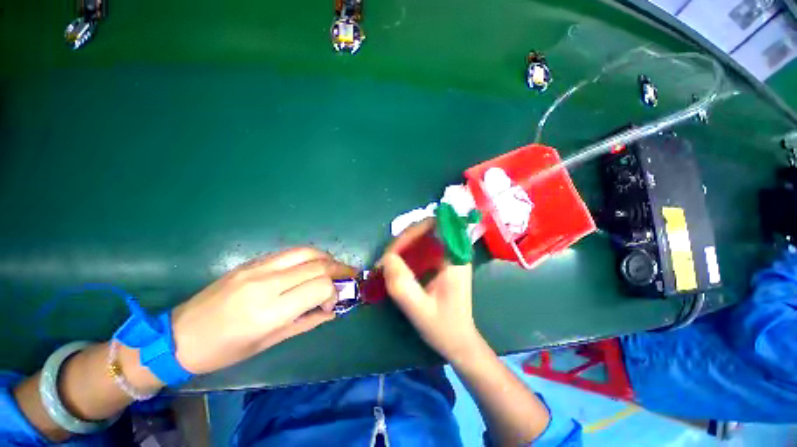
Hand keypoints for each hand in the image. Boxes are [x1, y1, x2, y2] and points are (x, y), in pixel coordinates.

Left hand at [170, 247, 355, 373]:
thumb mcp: (269, 342)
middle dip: (339, 269)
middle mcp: (266, 283)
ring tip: (335, 267)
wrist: (179, 335)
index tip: (334, 302)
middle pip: (318, 265)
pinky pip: (289, 252)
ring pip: (306, 251)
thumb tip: (333, 310)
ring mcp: (257, 267)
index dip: (334, 292)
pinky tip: (313, 264)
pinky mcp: (252, 261)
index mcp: (270, 311)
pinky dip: (309, 255)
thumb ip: (307, 322)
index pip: (319, 287)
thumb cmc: (224, 349)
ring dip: (327, 258)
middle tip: (349, 276)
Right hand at [381, 219, 483, 362]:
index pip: (436, 224)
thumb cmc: (444, 328)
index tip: (395, 250)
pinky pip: (422, 247)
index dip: (413, 231)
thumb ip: (402, 284)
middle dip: (403, 240)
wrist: (459, 341)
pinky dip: (407, 252)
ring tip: (388, 263)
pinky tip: (397, 266)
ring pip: (422, 236)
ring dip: (403, 246)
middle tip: (386, 260)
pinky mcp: (441, 261)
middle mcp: (454, 250)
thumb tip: (386, 258)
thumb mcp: (420, 310)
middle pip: (426, 228)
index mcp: (456, 257)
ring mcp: (448, 254)